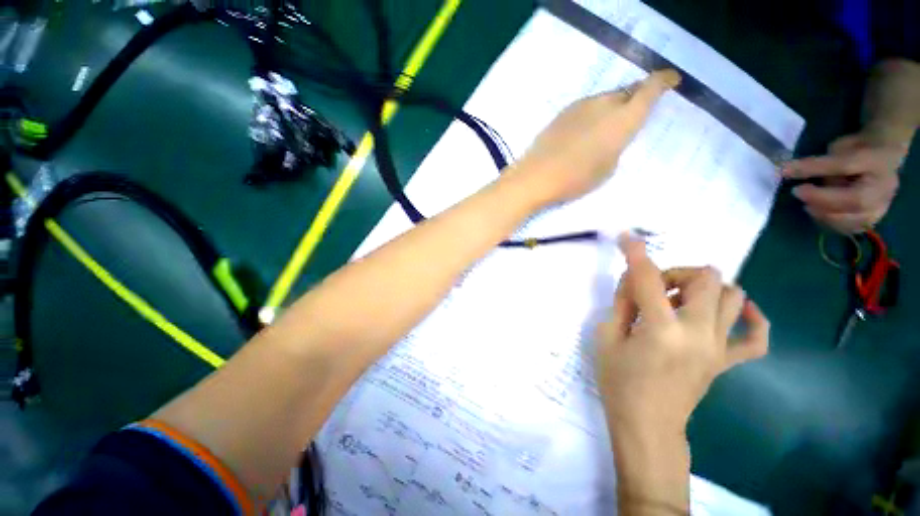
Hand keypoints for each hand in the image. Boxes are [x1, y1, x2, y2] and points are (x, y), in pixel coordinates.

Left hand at [510, 69, 680, 206]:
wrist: (536, 176)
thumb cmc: (575, 179)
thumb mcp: (608, 167)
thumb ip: (617, 144)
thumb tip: (613, 134)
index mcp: (623, 119)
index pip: (650, 88)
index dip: (664, 80)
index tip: (672, 78)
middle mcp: (604, 104)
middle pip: (627, 91)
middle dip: (637, 96)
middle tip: (637, 109)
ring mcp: (580, 106)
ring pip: (605, 98)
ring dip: (612, 106)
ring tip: (607, 125)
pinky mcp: (562, 113)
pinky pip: (586, 107)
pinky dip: (592, 114)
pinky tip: (585, 130)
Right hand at [595, 236, 769, 435]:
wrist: (647, 425)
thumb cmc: (619, 382)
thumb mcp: (606, 337)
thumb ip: (622, 304)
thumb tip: (634, 283)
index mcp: (662, 328)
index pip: (648, 278)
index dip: (635, 252)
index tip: (626, 236)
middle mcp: (698, 332)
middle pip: (704, 278)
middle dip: (675, 272)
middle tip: (653, 288)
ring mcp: (718, 347)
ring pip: (732, 296)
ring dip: (703, 287)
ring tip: (679, 300)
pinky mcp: (726, 361)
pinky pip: (756, 336)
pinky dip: (751, 317)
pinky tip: (737, 311)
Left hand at [783, 131, 909, 233]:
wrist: (883, 159)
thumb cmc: (857, 149)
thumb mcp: (840, 146)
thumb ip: (823, 161)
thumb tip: (790, 172)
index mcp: (877, 160)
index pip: (845, 165)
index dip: (815, 169)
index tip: (787, 171)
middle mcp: (885, 187)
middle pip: (855, 200)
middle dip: (821, 199)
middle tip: (799, 192)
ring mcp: (882, 206)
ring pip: (853, 219)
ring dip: (824, 214)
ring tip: (808, 205)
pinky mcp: (873, 219)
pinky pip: (850, 228)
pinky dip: (830, 223)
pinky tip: (819, 214)